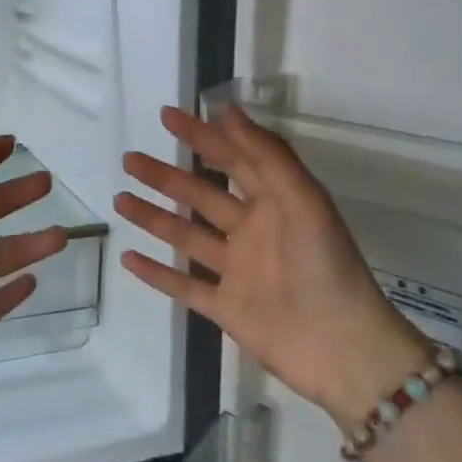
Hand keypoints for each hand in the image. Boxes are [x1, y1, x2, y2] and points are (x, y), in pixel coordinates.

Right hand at [116, 104, 429, 428]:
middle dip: (166, 176)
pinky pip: (183, 285)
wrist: (342, 349)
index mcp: (275, 202)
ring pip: (186, 236)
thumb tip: (229, 111)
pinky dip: (156, 273)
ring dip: (153, 217)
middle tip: (130, 158)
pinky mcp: (225, 307)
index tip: (167, 116)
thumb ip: (267, 155)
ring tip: (120, 198)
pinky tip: (128, 256)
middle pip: (201, 195)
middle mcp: (252, 231)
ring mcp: (236, 271)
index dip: (201, 136)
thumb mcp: (304, 200)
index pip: (232, 159)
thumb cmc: (325, 266)